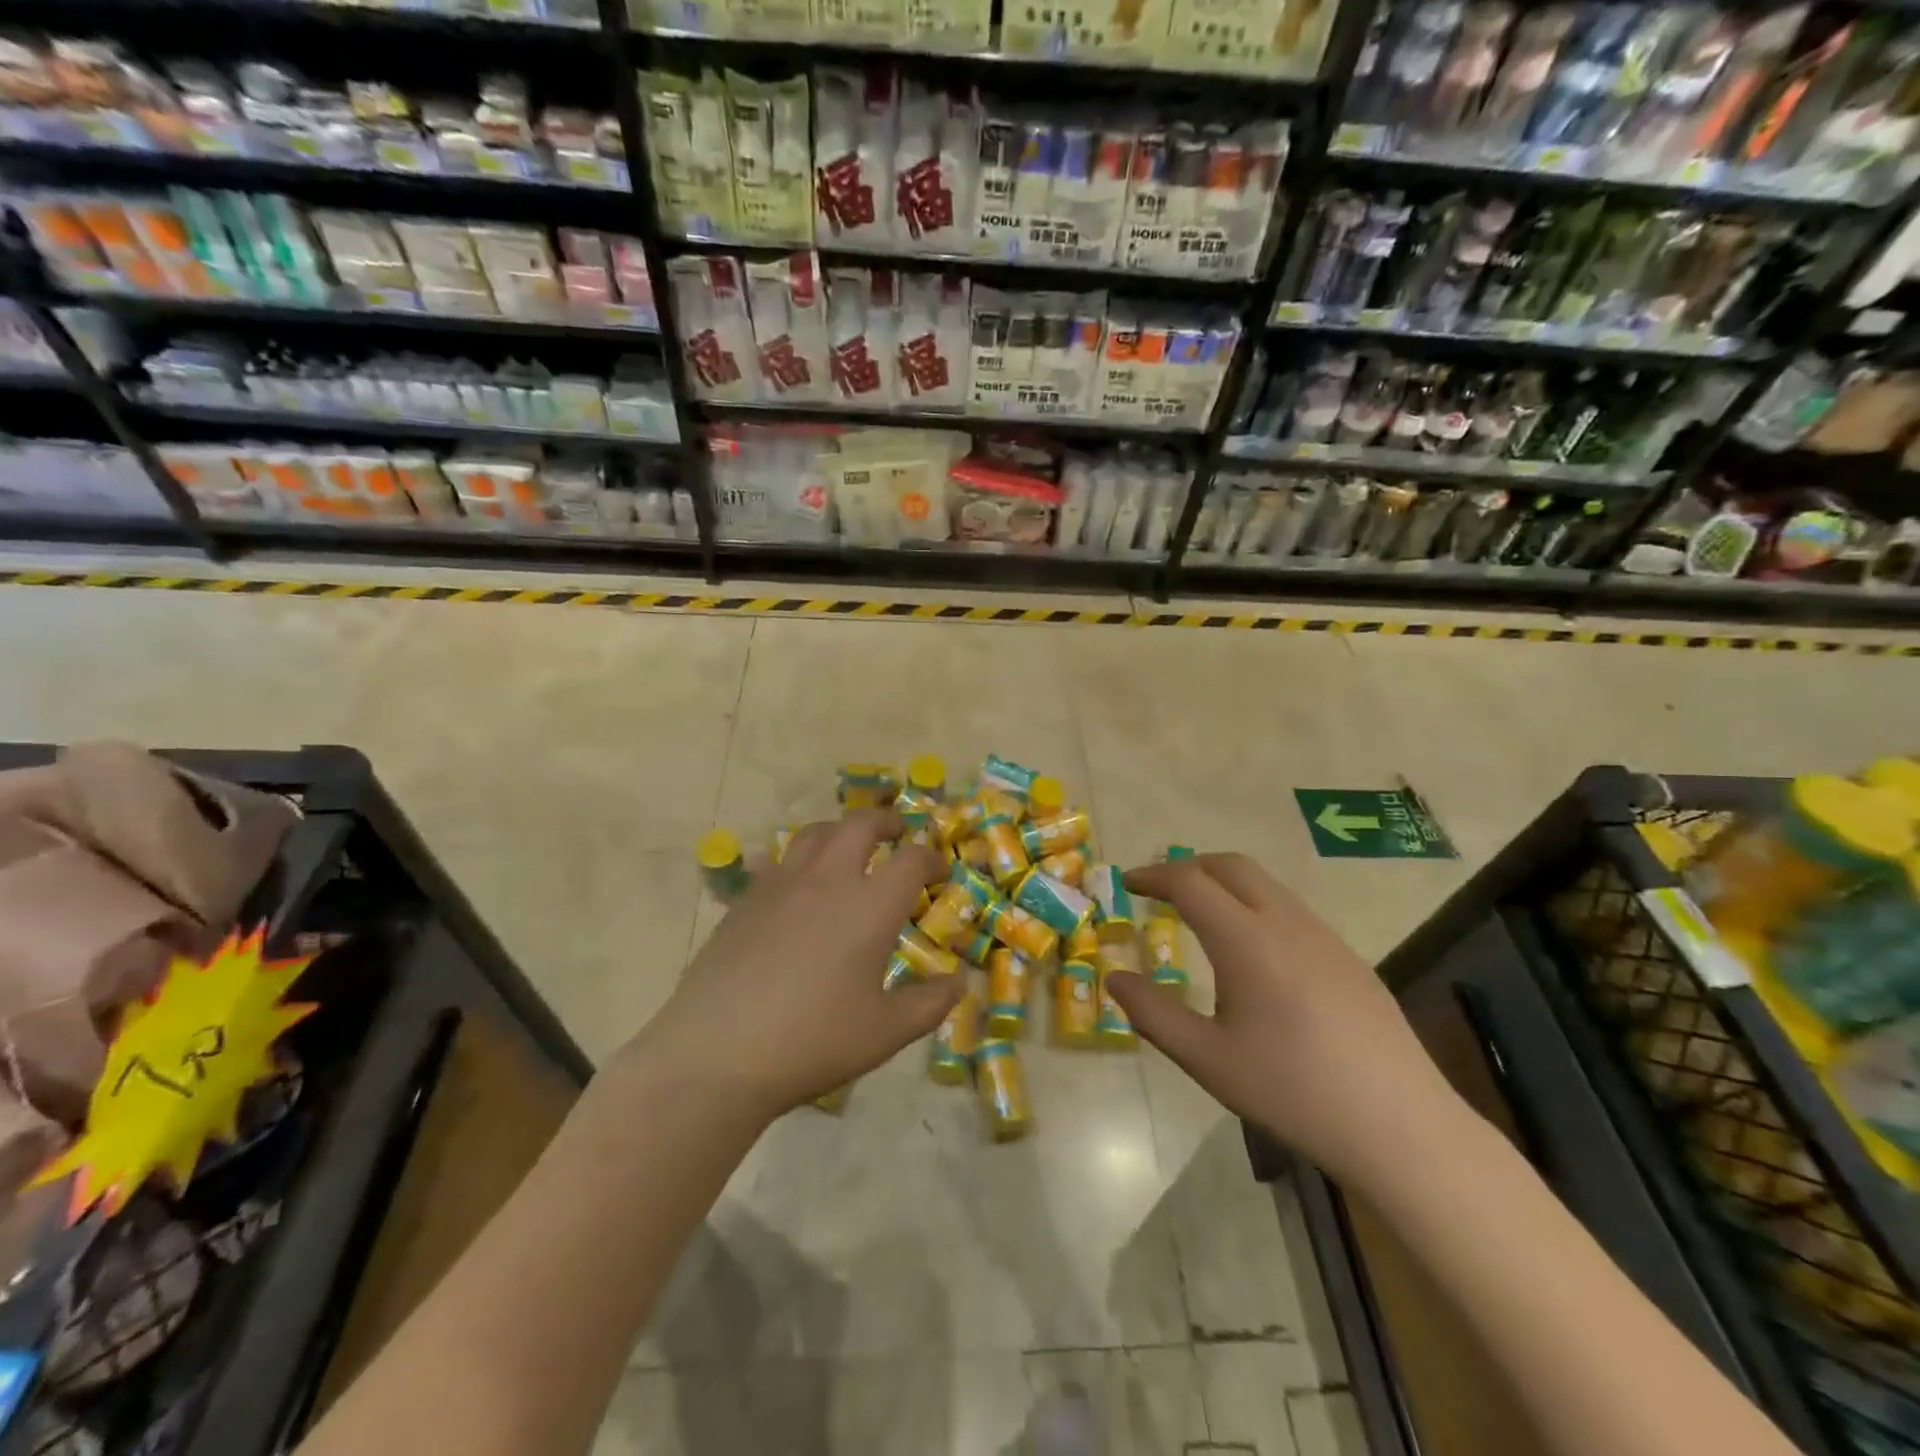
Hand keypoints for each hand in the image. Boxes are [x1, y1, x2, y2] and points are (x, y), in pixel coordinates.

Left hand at [631, 810, 962, 1123]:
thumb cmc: (813, 1041)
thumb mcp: (885, 1033)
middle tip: (898, 832)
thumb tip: (959, 981)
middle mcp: (828, 880)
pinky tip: (799, 886)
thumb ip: (930, 1004)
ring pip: (816, 833)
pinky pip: (780, 860)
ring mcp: (782, 884)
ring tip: (850, 846)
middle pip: (861, 825)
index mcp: (870, 905)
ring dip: (841, 830)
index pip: (912, 860)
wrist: (718, 1052)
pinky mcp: (747, 898)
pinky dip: (802, 859)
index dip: (932, 859)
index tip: (940, 870)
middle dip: (886, 822)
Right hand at [1105, 854, 1457, 1189]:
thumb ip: (1153, 1014)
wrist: (1402, 1128)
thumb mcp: (1208, 1060)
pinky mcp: (1350, 958)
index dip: (1154, 876)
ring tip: (1201, 916)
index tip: (1128, 885)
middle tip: (1160, 891)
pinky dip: (1255, 906)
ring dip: (1225, 884)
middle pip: (1231, 866)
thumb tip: (1115, 978)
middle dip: (1189, 867)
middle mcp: (1287, 923)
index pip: (1190, 882)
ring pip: (1266, 885)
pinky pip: (1291, 910)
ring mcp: (1325, 937)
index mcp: (1247, 940)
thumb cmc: (1293, 1092)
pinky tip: (1254, 954)